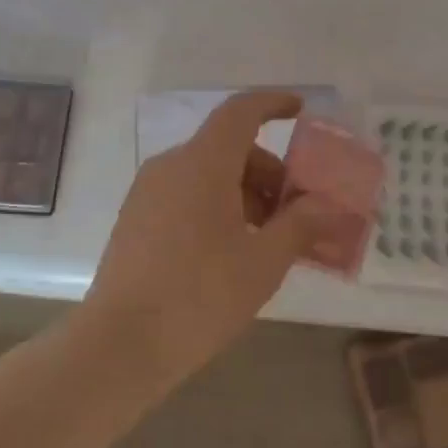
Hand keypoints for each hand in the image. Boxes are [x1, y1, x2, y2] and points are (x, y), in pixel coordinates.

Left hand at [87, 91, 331, 371]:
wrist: (121, 344)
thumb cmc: (200, 296)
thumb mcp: (263, 262)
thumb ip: (300, 225)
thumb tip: (327, 205)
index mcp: (202, 163)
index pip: (240, 112)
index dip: (273, 104)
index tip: (300, 110)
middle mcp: (170, 166)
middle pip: (228, 148)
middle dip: (268, 171)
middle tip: (296, 211)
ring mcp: (147, 193)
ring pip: (206, 174)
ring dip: (244, 193)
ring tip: (268, 239)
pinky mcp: (135, 219)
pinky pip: (185, 195)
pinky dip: (216, 206)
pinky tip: (232, 250)